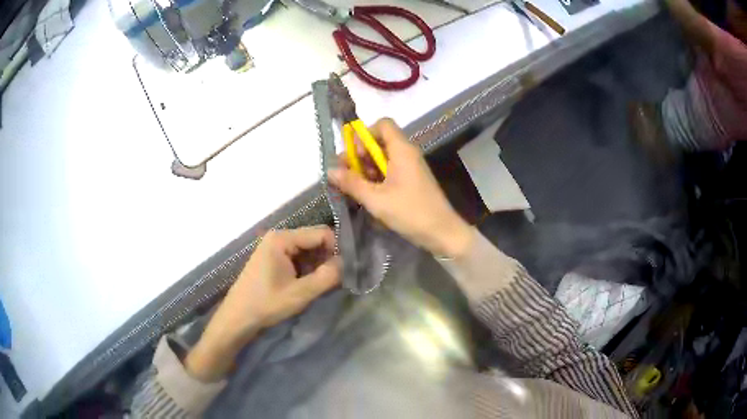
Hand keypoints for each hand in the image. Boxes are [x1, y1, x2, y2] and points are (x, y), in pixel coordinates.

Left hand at [185, 226, 340, 381]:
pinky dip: (309, 268)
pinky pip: (299, 256)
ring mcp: (275, 247)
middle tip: (338, 278)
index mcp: (282, 238)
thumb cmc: (266, 304)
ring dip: (319, 264)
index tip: (347, 269)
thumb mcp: (300, 294)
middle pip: (314, 239)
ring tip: (324, 283)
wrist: (238, 317)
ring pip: (308, 249)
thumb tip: (347, 264)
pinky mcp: (274, 258)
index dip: (338, 249)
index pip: (321, 233)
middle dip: (328, 257)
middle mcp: (279, 236)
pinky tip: (310, 283)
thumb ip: (327, 277)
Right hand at [328, 118, 473, 258]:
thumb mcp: (376, 199)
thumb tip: (330, 171)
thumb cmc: (410, 212)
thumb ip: (352, 183)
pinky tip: (369, 194)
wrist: (442, 233)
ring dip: (366, 168)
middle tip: (347, 174)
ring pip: (383, 157)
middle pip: (379, 141)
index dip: (364, 134)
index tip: (353, 155)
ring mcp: (410, 167)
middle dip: (360, 154)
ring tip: (355, 188)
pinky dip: (377, 178)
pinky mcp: (411, 180)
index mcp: (402, 150)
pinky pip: (390, 170)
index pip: (383, 124)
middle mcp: (407, 153)